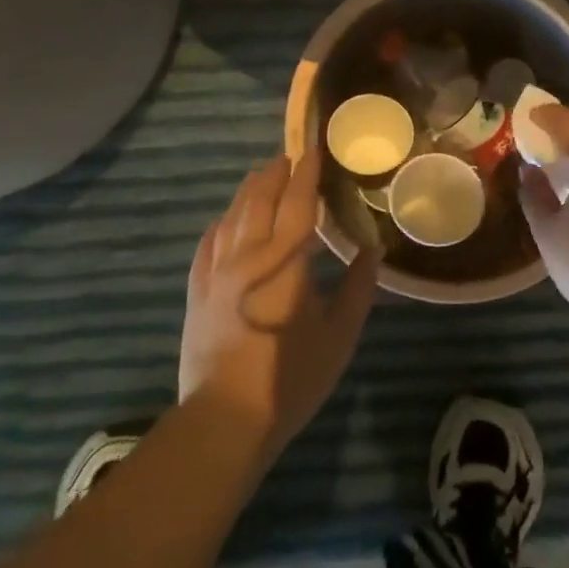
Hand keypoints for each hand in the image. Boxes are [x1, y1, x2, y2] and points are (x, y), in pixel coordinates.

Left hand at [178, 151, 379, 463]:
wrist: (225, 419)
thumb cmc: (290, 376)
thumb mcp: (339, 335)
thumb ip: (357, 289)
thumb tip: (371, 252)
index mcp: (286, 260)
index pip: (298, 202)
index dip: (307, 172)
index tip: (314, 148)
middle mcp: (248, 255)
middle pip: (259, 199)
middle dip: (275, 172)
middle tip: (290, 156)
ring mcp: (216, 272)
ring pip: (231, 216)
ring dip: (248, 191)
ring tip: (262, 176)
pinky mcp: (197, 292)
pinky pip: (207, 244)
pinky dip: (220, 224)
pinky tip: (225, 221)